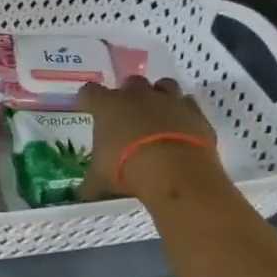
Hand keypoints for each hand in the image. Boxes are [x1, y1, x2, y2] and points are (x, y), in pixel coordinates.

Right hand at [78, 77, 220, 201]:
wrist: (175, 171)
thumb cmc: (126, 169)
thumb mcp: (99, 180)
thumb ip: (90, 183)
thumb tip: (82, 193)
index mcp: (107, 106)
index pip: (89, 92)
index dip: (88, 100)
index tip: (87, 109)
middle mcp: (137, 95)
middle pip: (130, 82)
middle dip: (128, 95)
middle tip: (127, 114)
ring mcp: (168, 100)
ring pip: (163, 85)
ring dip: (158, 96)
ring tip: (156, 115)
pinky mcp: (195, 112)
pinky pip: (187, 103)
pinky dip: (183, 111)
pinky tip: (180, 126)